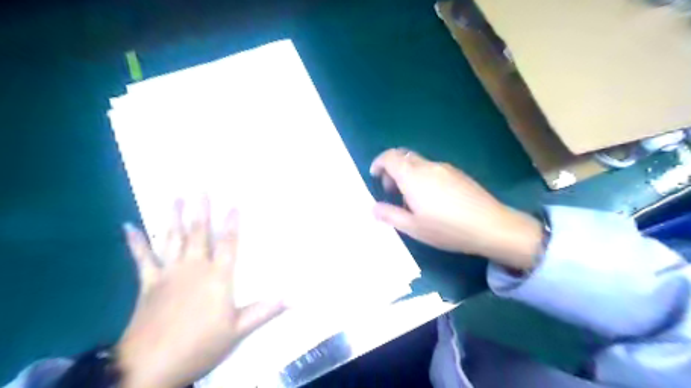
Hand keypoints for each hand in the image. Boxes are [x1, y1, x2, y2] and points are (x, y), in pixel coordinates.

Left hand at [116, 199, 285, 387]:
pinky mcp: (148, 284)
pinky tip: (128, 225)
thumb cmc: (200, 345)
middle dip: (200, 209)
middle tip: (199, 187)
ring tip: (174, 196)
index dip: (232, 223)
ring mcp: (169, 274)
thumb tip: (294, 298)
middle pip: (199, 233)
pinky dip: (135, 242)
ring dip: (172, 217)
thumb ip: (265, 310)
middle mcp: (194, 268)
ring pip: (172, 239)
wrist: (150, 367)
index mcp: (218, 278)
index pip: (228, 244)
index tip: (234, 203)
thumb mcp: (238, 331)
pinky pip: (142, 259)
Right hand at [370, 149, 542, 269]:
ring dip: (407, 174)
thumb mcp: (413, 227)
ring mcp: (445, 168)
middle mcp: (428, 166)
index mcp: (413, 176)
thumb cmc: (446, 228)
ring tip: (411, 200)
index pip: (390, 157)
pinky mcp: (457, 173)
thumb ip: (390, 215)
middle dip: (392, 169)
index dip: (379, 163)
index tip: (374, 176)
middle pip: (403, 156)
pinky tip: (431, 199)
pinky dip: (422, 177)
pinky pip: (432, 169)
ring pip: (418, 163)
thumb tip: (373, 207)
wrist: (491, 226)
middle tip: (391, 190)